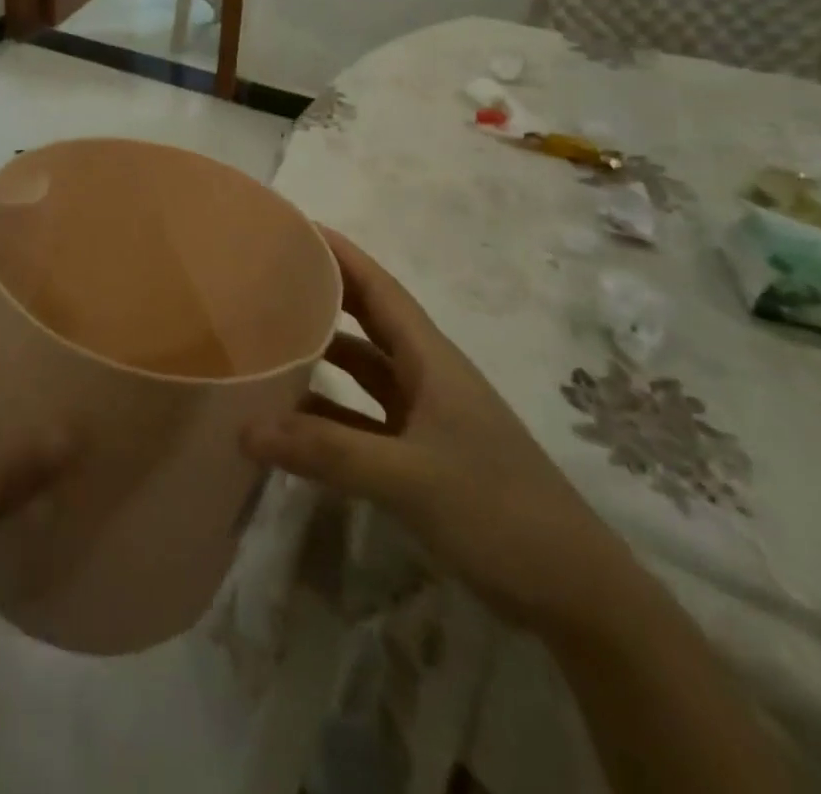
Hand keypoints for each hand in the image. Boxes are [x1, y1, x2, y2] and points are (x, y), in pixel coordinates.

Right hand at [244, 229, 636, 636]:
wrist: (575, 593)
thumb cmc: (498, 511)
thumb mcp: (409, 478)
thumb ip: (327, 452)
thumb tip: (246, 428)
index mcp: (431, 359)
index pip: (378, 288)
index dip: (339, 254)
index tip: (293, 228)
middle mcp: (426, 376)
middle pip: (366, 321)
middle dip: (321, 295)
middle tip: (267, 279)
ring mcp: (425, 417)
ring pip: (362, 372)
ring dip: (320, 357)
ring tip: (266, 341)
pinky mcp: (421, 456)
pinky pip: (362, 419)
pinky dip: (328, 415)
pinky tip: (289, 420)